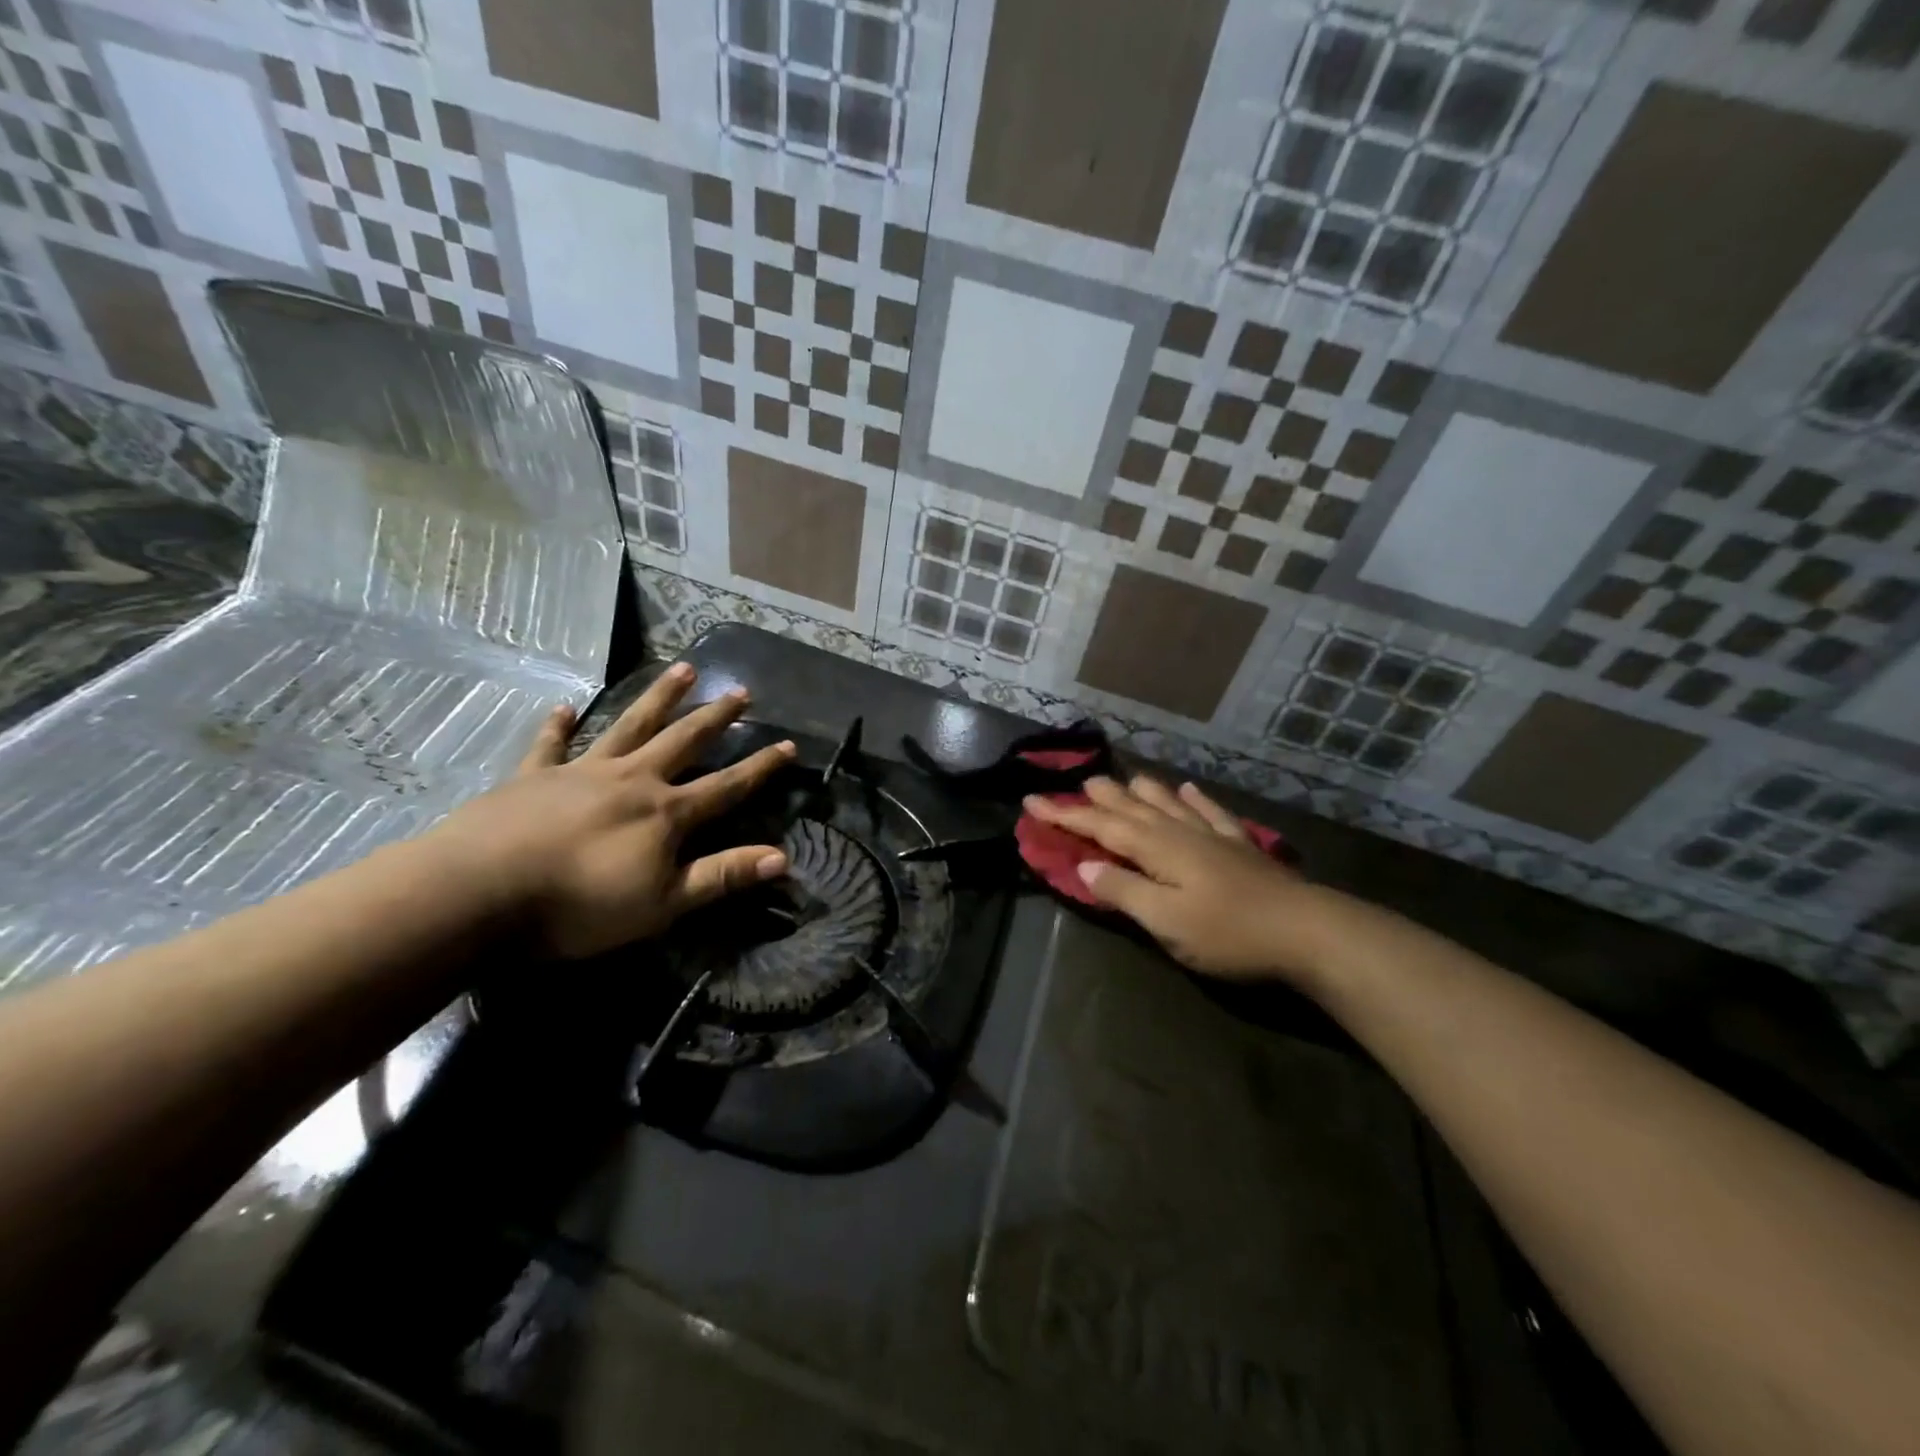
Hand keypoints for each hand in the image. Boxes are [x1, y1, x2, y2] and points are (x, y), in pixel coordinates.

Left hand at [428, 663, 794, 957]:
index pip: (727, 786)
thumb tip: (783, 858)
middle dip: (715, 717)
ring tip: (682, 669)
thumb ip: (722, 877)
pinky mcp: (533, 778)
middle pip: (683, 741)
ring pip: (630, 726)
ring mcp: (582, 773)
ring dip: (658, 698)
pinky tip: (562, 707)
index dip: (761, 768)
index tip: (789, 745)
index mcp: (666, 813)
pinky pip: (550, 745)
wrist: (479, 893)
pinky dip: (558, 726)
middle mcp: (632, 780)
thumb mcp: (662, 904)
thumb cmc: (579, 906)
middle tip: (740, 691)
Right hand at [1023, 775, 1338, 984]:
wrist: (1307, 930)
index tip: (1032, 801)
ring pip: (1166, 803)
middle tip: (1077, 783)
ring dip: (1140, 790)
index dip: (1064, 815)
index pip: (1099, 827)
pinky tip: (1186, 789)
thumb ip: (1123, 891)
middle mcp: (1179, 832)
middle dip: (1099, 797)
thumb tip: (1085, 864)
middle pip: (1130, 808)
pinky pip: (1209, 812)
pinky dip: (1193, 799)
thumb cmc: (1228, 932)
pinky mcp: (1240, 847)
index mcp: (1156, 849)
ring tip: (1123, 779)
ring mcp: (1212, 836)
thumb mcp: (1165, 921)